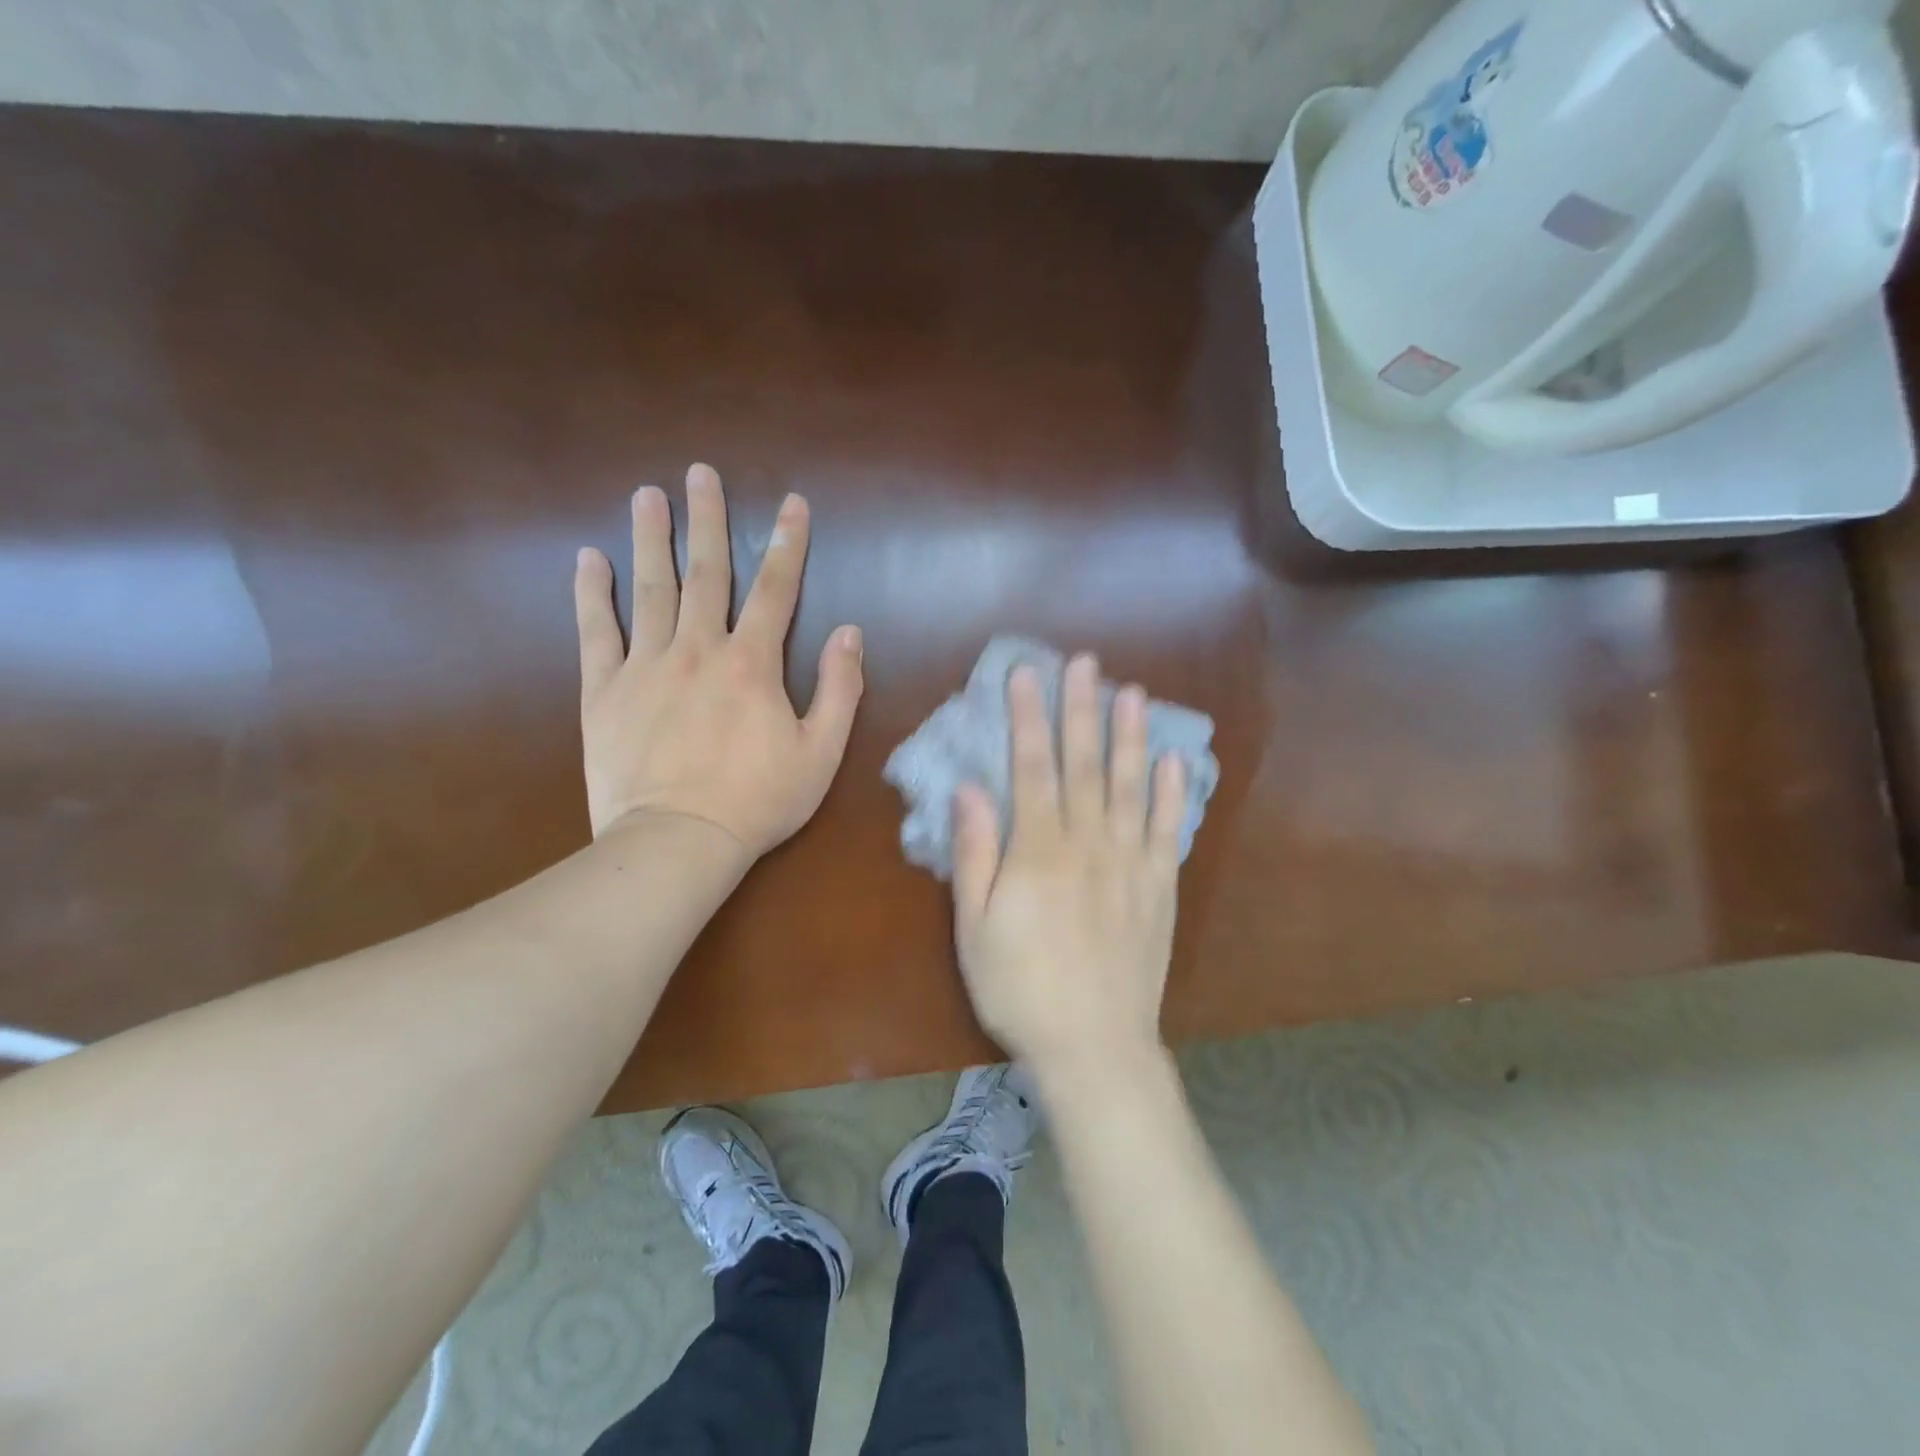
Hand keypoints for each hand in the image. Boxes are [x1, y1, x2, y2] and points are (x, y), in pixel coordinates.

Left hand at [573, 463, 863, 857]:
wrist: (677, 842)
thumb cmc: (758, 801)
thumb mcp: (821, 753)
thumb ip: (840, 689)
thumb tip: (849, 633)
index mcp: (752, 663)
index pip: (776, 589)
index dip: (788, 544)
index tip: (792, 504)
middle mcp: (698, 649)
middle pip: (705, 572)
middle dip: (706, 520)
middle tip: (699, 474)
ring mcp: (646, 666)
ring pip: (648, 589)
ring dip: (649, 539)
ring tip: (646, 496)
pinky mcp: (604, 691)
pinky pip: (595, 632)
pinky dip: (591, 594)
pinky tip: (588, 559)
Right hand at [951, 654, 1187, 1073]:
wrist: (1093, 1046)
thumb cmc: (1019, 988)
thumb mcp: (973, 927)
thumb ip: (975, 853)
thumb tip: (969, 788)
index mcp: (1038, 852)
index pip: (1032, 768)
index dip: (1028, 717)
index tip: (1026, 675)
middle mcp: (1088, 844)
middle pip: (1085, 764)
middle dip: (1081, 709)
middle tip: (1084, 663)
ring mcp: (1131, 863)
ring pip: (1131, 786)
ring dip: (1131, 736)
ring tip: (1133, 692)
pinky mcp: (1160, 887)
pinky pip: (1168, 830)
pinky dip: (1172, 793)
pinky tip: (1174, 760)